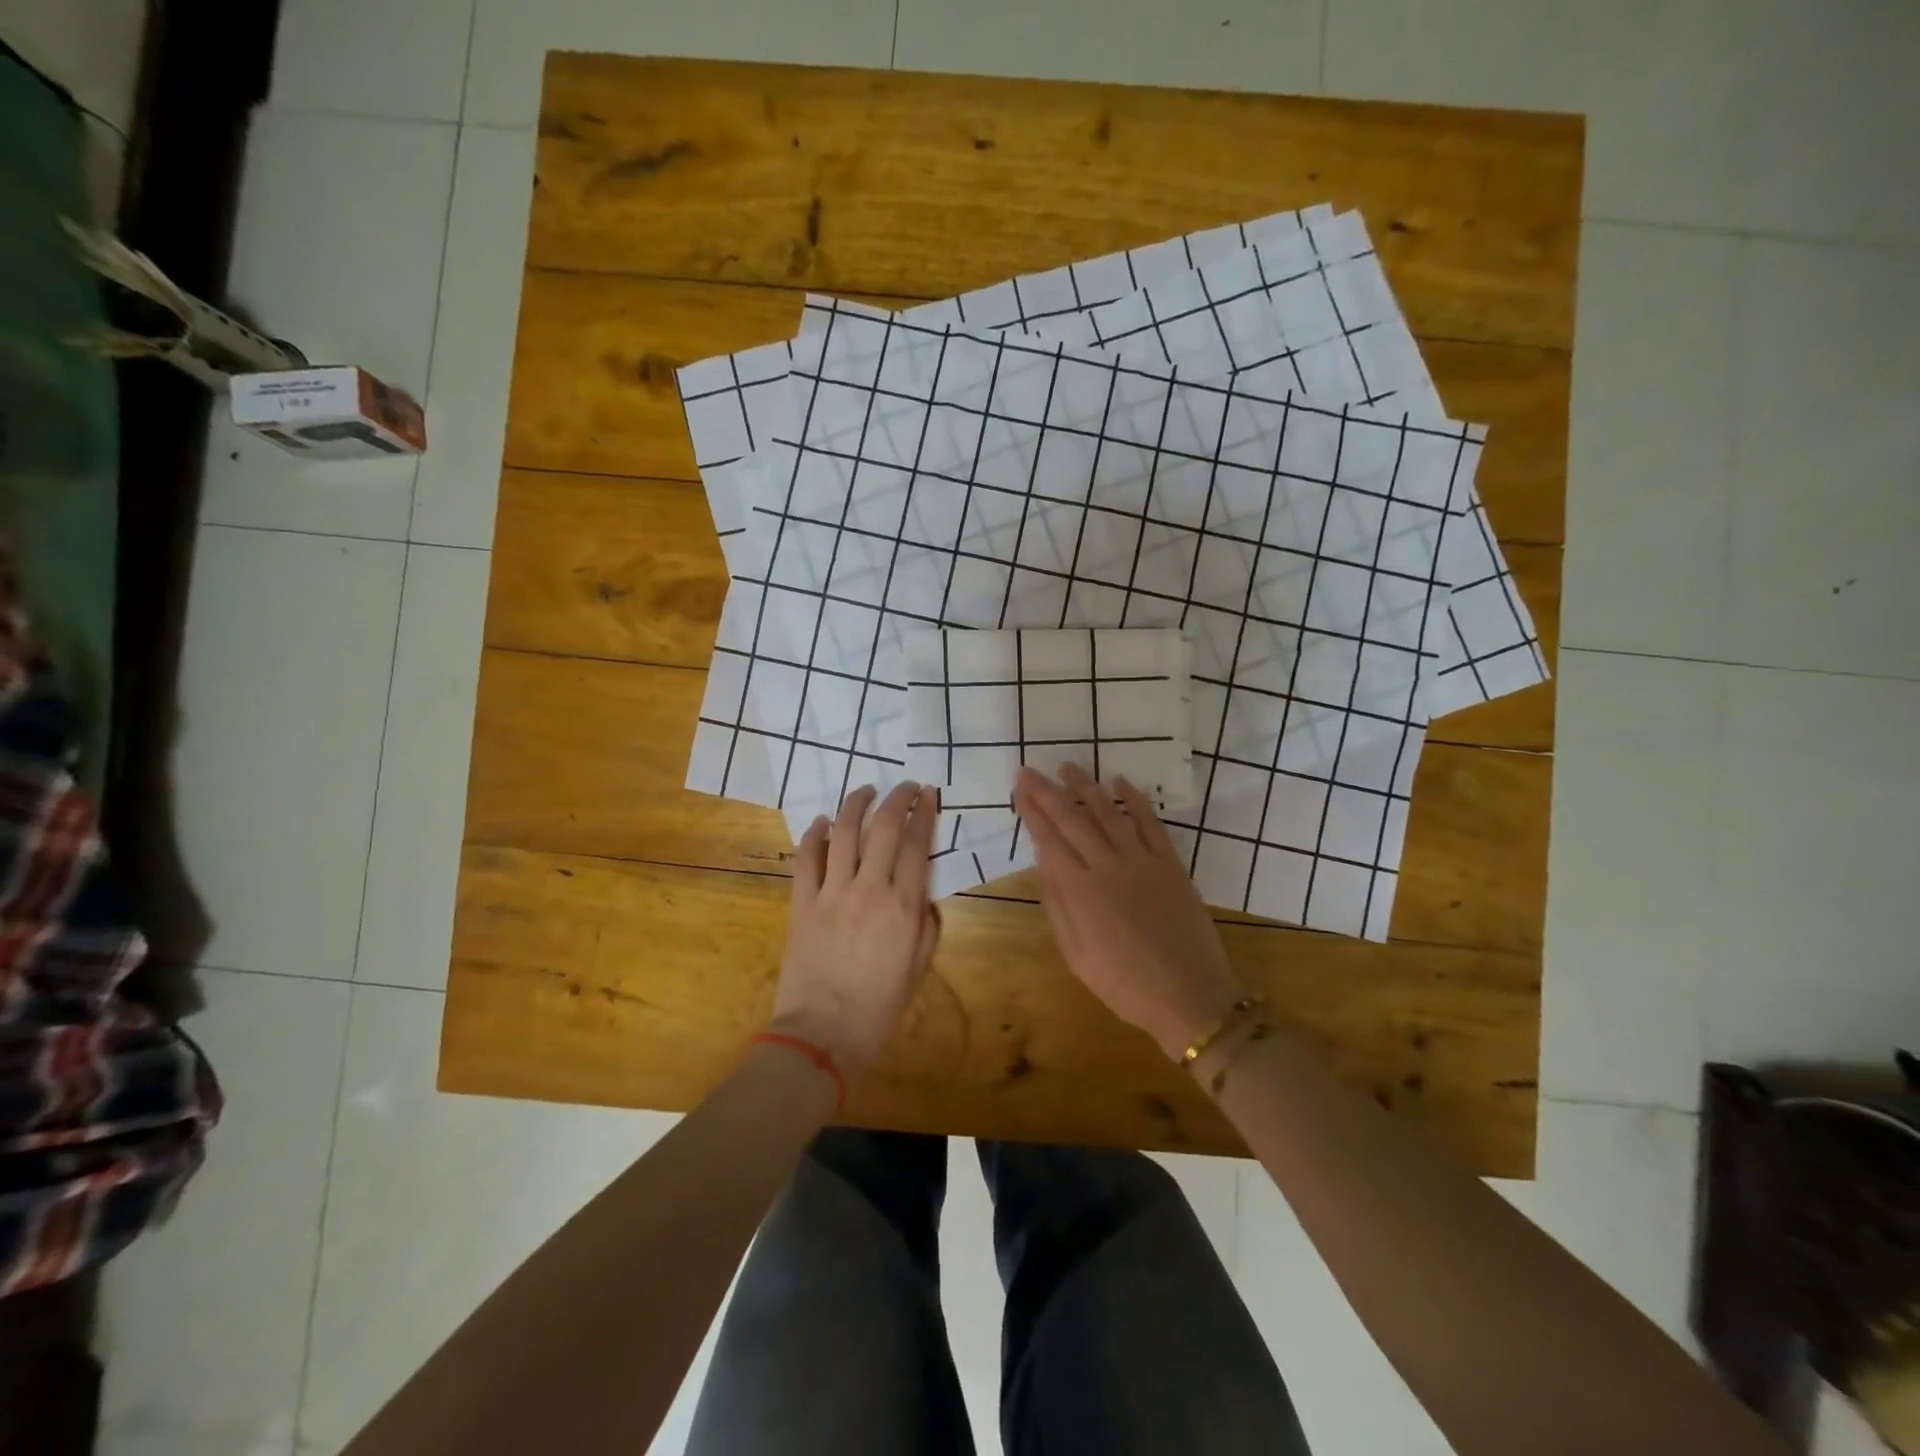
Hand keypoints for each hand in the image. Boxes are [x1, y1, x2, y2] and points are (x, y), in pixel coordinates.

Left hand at [771, 782, 942, 1077]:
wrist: (822, 1036)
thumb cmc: (878, 1009)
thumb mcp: (918, 969)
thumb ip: (927, 926)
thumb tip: (924, 895)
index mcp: (903, 907)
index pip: (916, 844)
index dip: (925, 813)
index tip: (929, 794)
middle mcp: (869, 889)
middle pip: (884, 827)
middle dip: (897, 798)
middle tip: (904, 786)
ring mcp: (832, 893)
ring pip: (844, 832)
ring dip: (856, 804)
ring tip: (865, 790)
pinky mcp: (802, 902)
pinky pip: (807, 858)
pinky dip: (814, 834)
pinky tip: (821, 823)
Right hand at [1013, 764, 1245, 1059]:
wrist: (1189, 996)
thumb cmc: (1124, 984)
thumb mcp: (1076, 954)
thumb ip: (1058, 904)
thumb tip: (1043, 862)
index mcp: (1080, 891)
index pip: (1049, 840)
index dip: (1032, 812)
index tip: (1019, 790)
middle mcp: (1108, 866)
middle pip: (1072, 819)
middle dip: (1048, 792)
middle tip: (1029, 771)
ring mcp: (1142, 861)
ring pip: (1109, 813)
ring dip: (1086, 787)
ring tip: (1068, 766)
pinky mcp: (1171, 864)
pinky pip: (1151, 823)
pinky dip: (1135, 800)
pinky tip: (1121, 782)